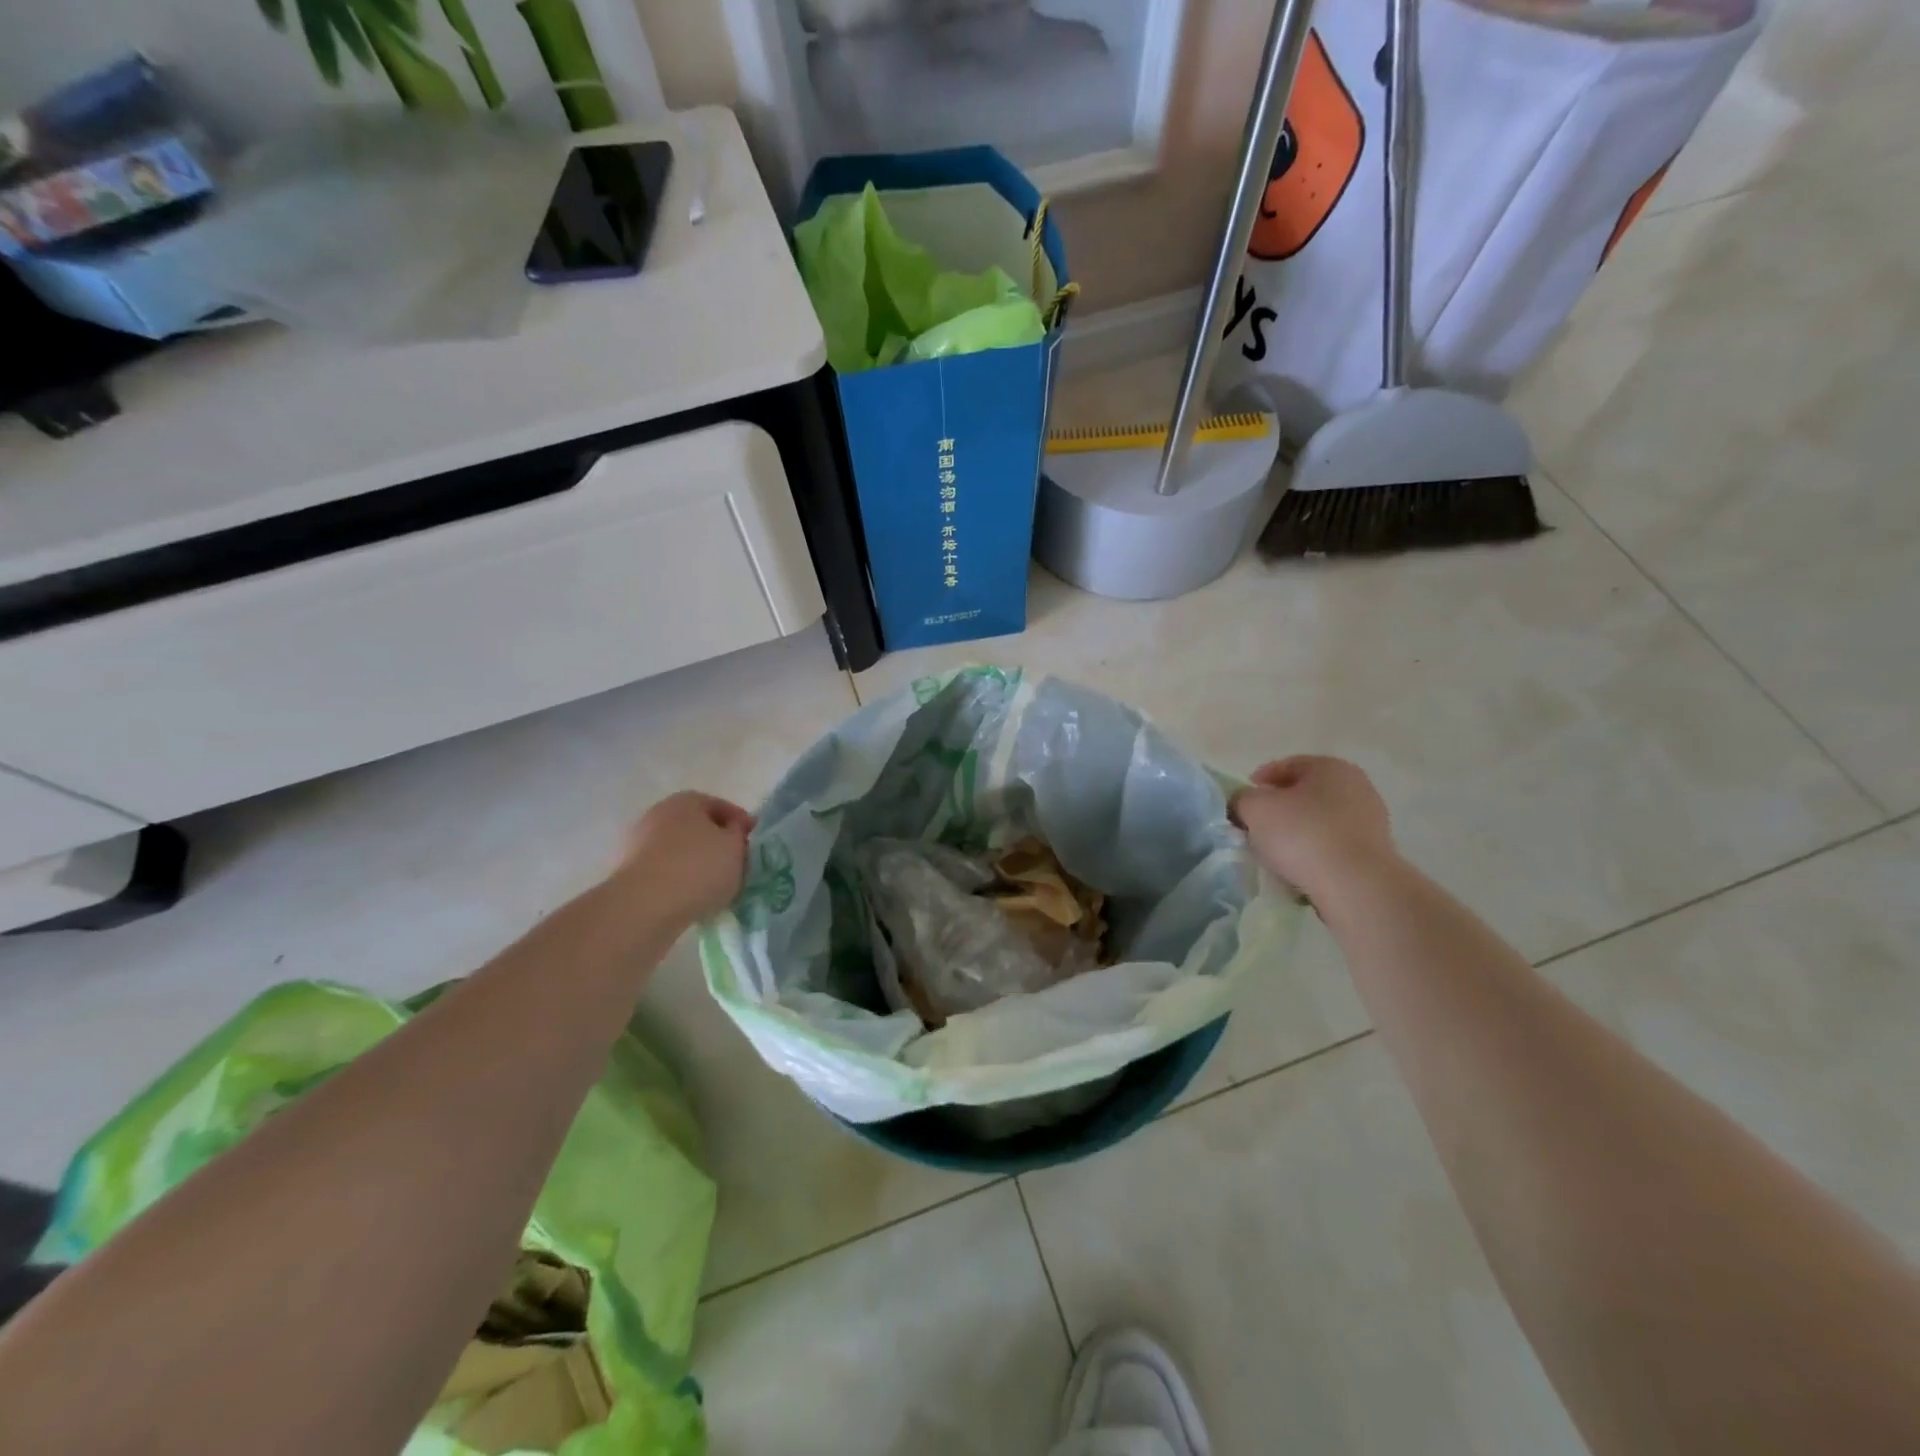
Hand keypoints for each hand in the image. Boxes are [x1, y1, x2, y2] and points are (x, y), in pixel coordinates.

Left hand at [620, 791, 755, 923]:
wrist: (645, 906)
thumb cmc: (699, 868)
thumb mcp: (735, 848)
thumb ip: (739, 833)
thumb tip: (733, 828)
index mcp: (687, 800)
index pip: (721, 806)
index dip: (740, 823)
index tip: (752, 842)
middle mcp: (659, 813)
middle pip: (697, 827)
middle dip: (717, 843)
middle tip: (736, 863)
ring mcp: (639, 842)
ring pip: (680, 849)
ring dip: (697, 863)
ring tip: (716, 886)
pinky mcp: (629, 871)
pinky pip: (665, 870)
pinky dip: (680, 879)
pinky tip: (693, 897)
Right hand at [1230, 756, 1396, 899]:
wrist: (1356, 886)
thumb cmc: (1303, 835)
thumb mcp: (1254, 809)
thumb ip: (1241, 798)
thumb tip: (1242, 803)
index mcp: (1330, 766)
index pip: (1286, 766)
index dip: (1258, 782)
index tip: (1241, 804)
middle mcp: (1357, 786)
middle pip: (1304, 794)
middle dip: (1278, 809)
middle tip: (1254, 828)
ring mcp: (1371, 820)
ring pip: (1319, 821)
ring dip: (1296, 833)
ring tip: (1274, 854)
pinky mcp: (1375, 852)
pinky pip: (1333, 846)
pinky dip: (1315, 853)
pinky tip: (1299, 869)